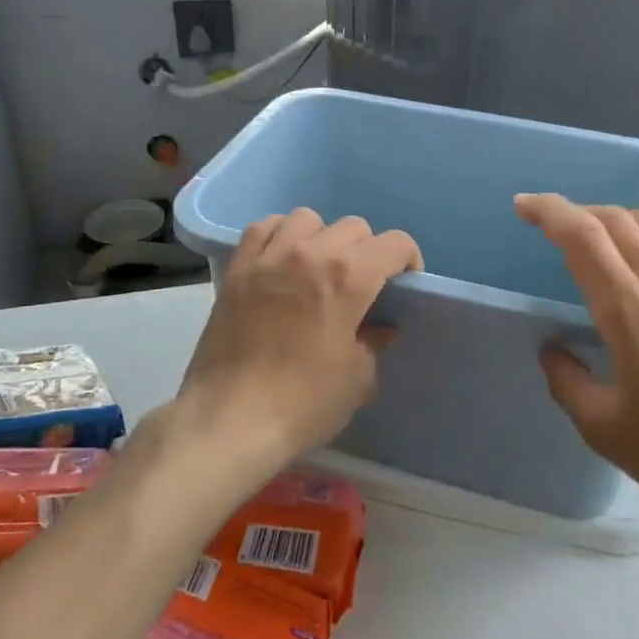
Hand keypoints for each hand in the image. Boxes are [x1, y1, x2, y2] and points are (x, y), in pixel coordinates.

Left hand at [177, 209, 422, 469]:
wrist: (230, 420)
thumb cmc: (304, 403)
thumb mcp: (358, 378)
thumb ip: (374, 341)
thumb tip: (380, 326)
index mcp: (348, 278)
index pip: (394, 243)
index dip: (408, 260)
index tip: (404, 284)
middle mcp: (310, 253)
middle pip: (353, 227)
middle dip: (367, 251)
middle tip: (362, 284)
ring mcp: (269, 257)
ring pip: (307, 219)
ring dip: (322, 237)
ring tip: (318, 268)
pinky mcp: (237, 268)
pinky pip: (263, 228)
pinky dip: (280, 235)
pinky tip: (282, 260)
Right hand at [514, 193, 638, 549]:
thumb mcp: (606, 432)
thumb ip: (568, 384)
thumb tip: (553, 349)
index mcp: (630, 313)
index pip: (582, 239)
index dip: (550, 212)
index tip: (525, 205)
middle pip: (620, 224)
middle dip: (582, 214)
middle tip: (563, 228)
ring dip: (635, 216)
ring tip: (619, 229)